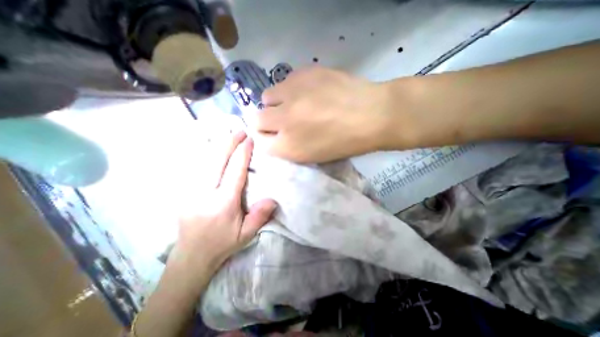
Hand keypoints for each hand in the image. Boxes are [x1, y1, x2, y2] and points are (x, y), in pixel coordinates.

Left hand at [170, 132, 274, 273]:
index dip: (242, 153)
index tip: (249, 140)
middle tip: (240, 131)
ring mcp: (191, 190)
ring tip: (228, 135)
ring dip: (217, 145)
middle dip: (229, 142)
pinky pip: (196, 166)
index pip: (234, 171)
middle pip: (217, 160)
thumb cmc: (222, 243)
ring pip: (204, 160)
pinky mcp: (184, 191)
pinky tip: (213, 147)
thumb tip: (272, 199)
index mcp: (223, 203)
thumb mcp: (246, 234)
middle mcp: (205, 192)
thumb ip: (260, 216)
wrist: (191, 256)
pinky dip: (206, 153)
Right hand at [255, 66, 397, 161]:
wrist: (372, 115)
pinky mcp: (303, 73)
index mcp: (288, 147)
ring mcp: (292, 94)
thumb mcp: (314, 156)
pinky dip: (291, 88)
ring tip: (295, 103)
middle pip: (256, 118)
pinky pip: (285, 81)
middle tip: (282, 120)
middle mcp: (283, 121)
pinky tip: (309, 91)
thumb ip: (289, 147)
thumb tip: (275, 136)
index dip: (266, 138)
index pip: (259, 142)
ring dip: (277, 102)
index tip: (273, 135)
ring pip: (267, 96)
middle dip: (266, 121)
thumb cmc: (345, 143)